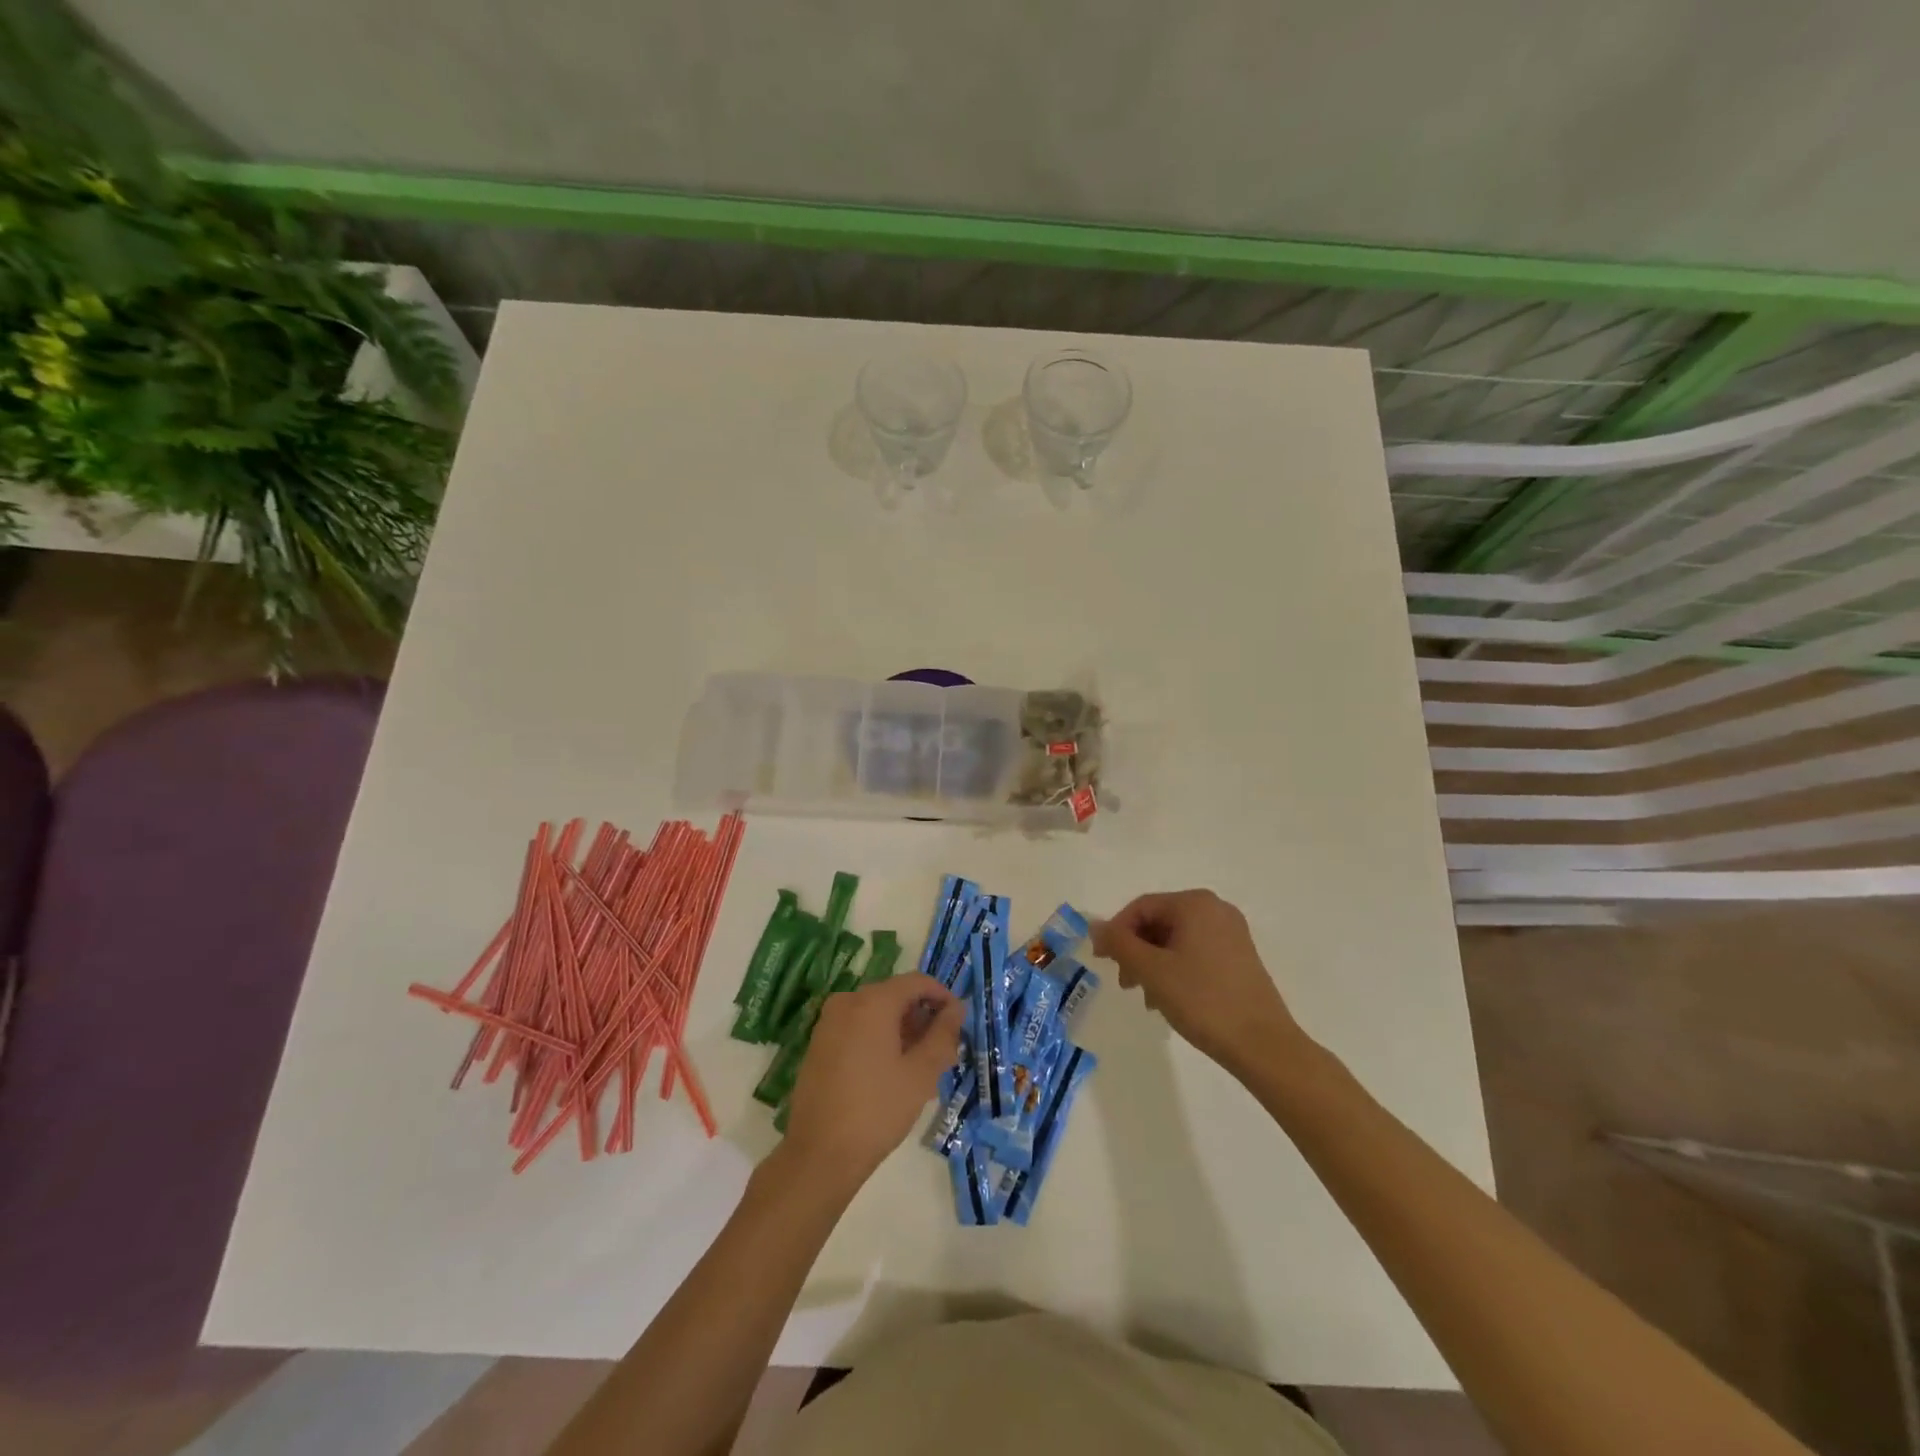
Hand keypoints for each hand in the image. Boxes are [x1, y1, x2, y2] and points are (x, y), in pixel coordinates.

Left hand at [782, 975, 963, 1187]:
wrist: (819, 1155)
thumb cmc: (877, 1111)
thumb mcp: (921, 1074)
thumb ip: (943, 1035)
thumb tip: (956, 1008)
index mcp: (872, 1002)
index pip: (916, 982)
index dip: (942, 997)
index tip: (959, 1023)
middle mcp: (847, 1002)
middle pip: (895, 996)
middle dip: (923, 1018)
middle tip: (944, 1052)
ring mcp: (828, 1023)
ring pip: (877, 1014)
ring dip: (903, 1032)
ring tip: (923, 1068)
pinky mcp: (819, 1045)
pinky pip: (858, 1029)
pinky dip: (880, 1040)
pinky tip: (893, 1074)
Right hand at [1092, 890, 1303, 1073]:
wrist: (1263, 1045)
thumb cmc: (1203, 1000)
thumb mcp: (1152, 971)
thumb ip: (1119, 943)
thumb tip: (1095, 926)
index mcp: (1195, 904)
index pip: (1141, 907)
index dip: (1116, 932)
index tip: (1102, 961)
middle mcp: (1215, 909)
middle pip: (1159, 922)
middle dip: (1136, 951)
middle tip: (1125, 983)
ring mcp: (1231, 933)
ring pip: (1176, 940)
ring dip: (1153, 964)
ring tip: (1148, 999)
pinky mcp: (1240, 957)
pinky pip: (1195, 952)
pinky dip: (1175, 969)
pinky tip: (1170, 999)